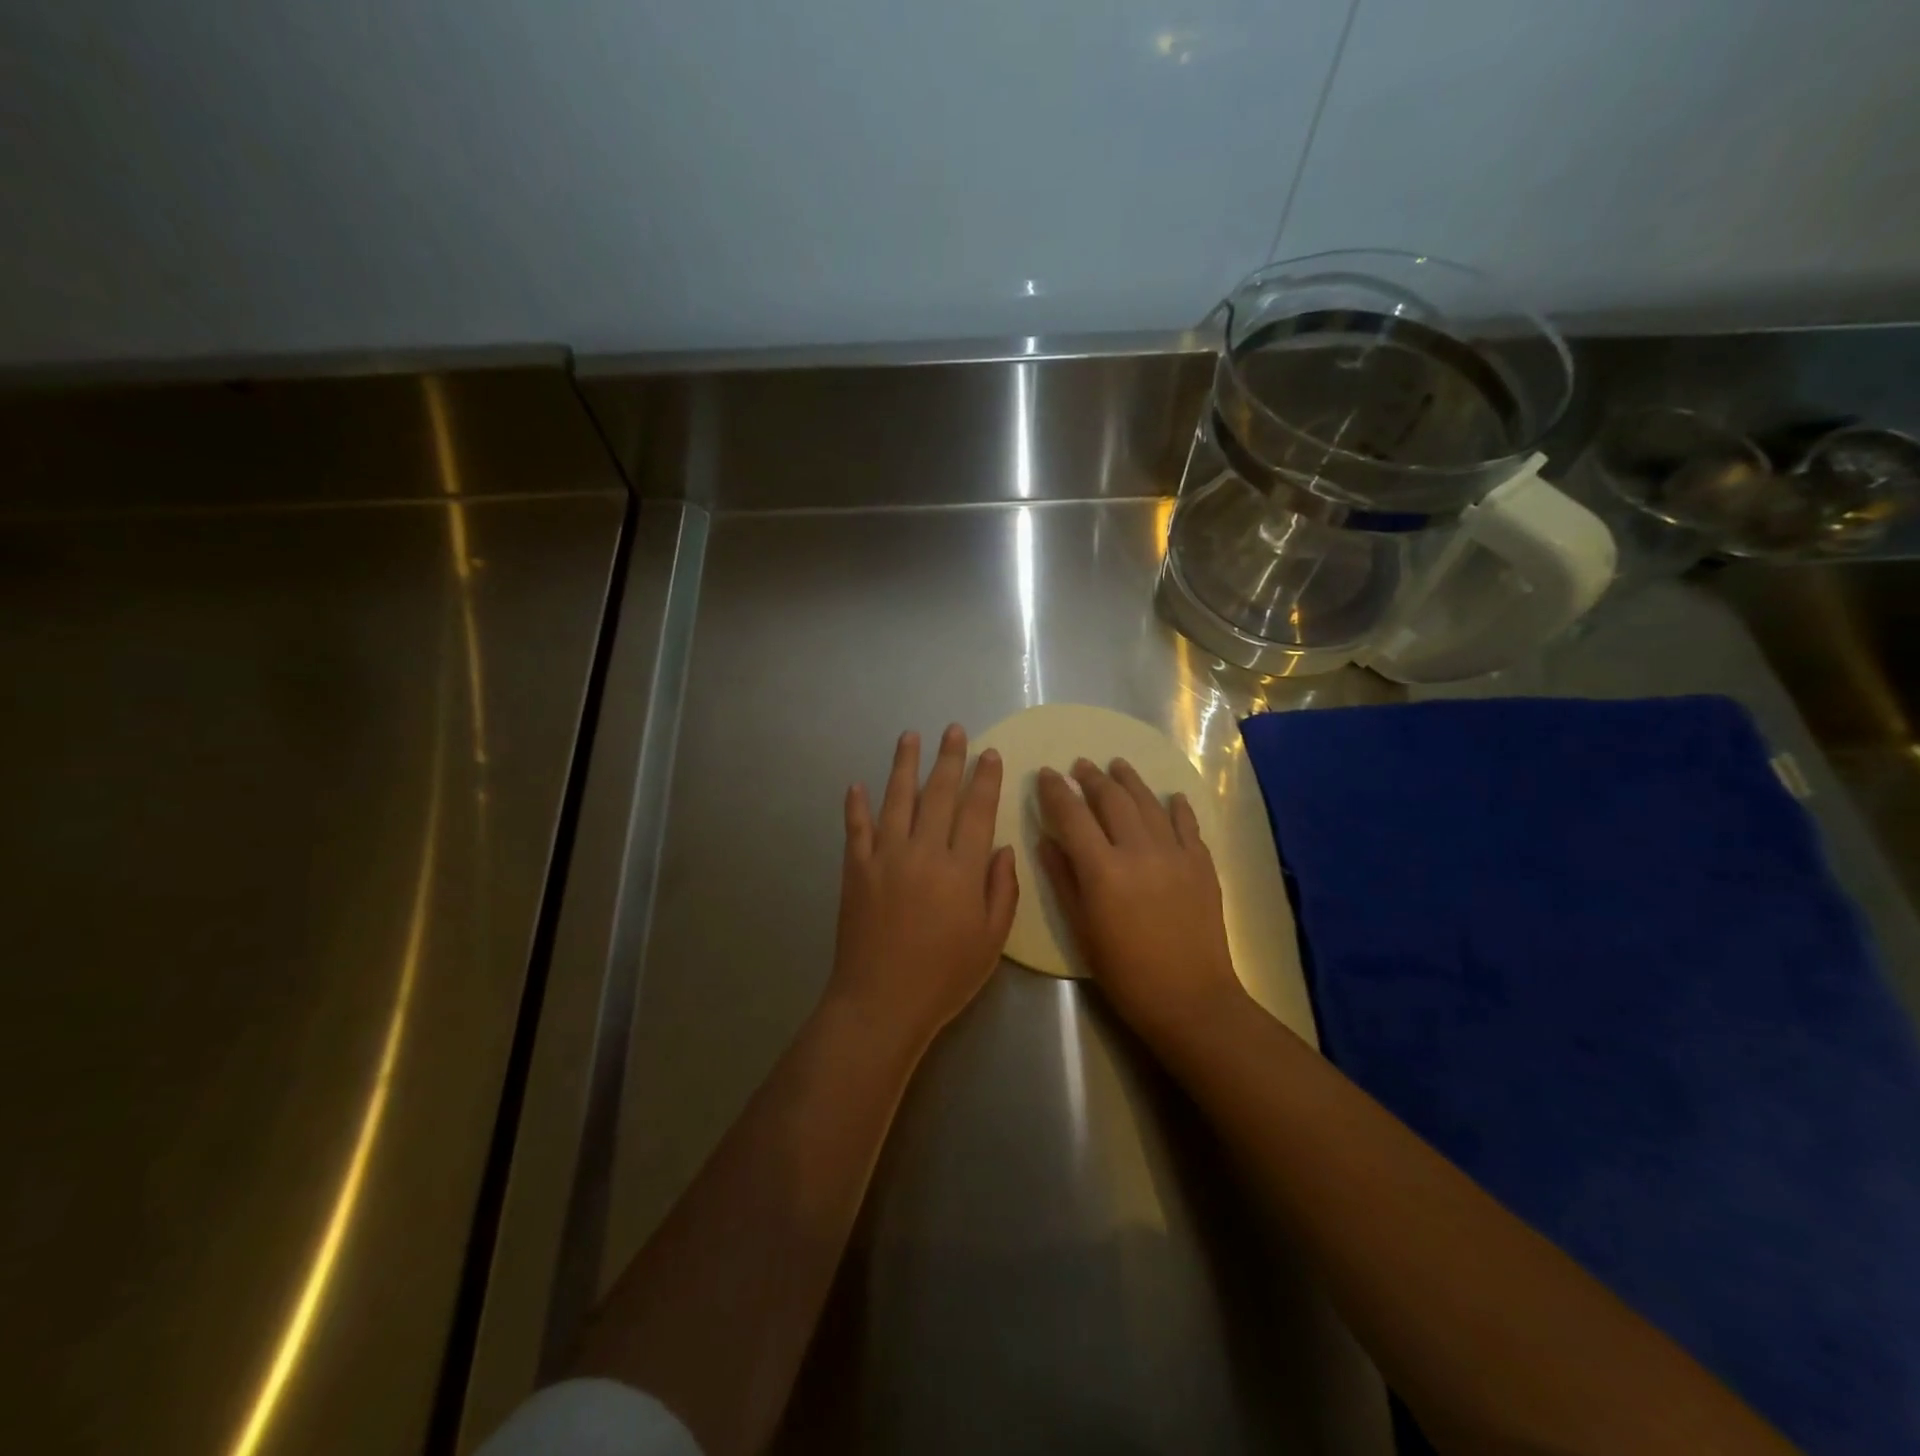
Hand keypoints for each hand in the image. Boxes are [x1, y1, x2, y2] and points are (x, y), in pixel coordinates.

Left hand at [828, 725, 1018, 1050]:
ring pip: (896, 799)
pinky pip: (855, 829)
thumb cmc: (944, 976)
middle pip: (938, 794)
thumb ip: (1001, 889)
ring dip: (903, 765)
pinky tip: (856, 785)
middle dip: (949, 758)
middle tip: (953, 730)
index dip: (985, 779)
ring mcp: (884, 857)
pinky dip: (856, 806)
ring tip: (909, 737)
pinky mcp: (855, 870)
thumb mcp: (991, 940)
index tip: (989, 753)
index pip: (977, 810)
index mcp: (960, 869)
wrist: (881, 1002)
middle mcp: (923, 852)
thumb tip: (1001, 847)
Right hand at [1036, 758, 1247, 1042]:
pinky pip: (1187, 824)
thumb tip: (1046, 839)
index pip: (1072, 815)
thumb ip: (1063, 878)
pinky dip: (1177, 806)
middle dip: (1092, 778)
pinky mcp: (1202, 863)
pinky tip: (1171, 796)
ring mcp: (1175, 853)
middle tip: (1080, 765)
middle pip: (1112, 800)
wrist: (1190, 998)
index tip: (1046, 773)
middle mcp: (1139, 850)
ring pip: (1149, 803)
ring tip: (1117, 765)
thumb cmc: (1124, 971)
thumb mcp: (1081, 928)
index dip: (1055, 791)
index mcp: (1103, 869)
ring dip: (1130, 781)